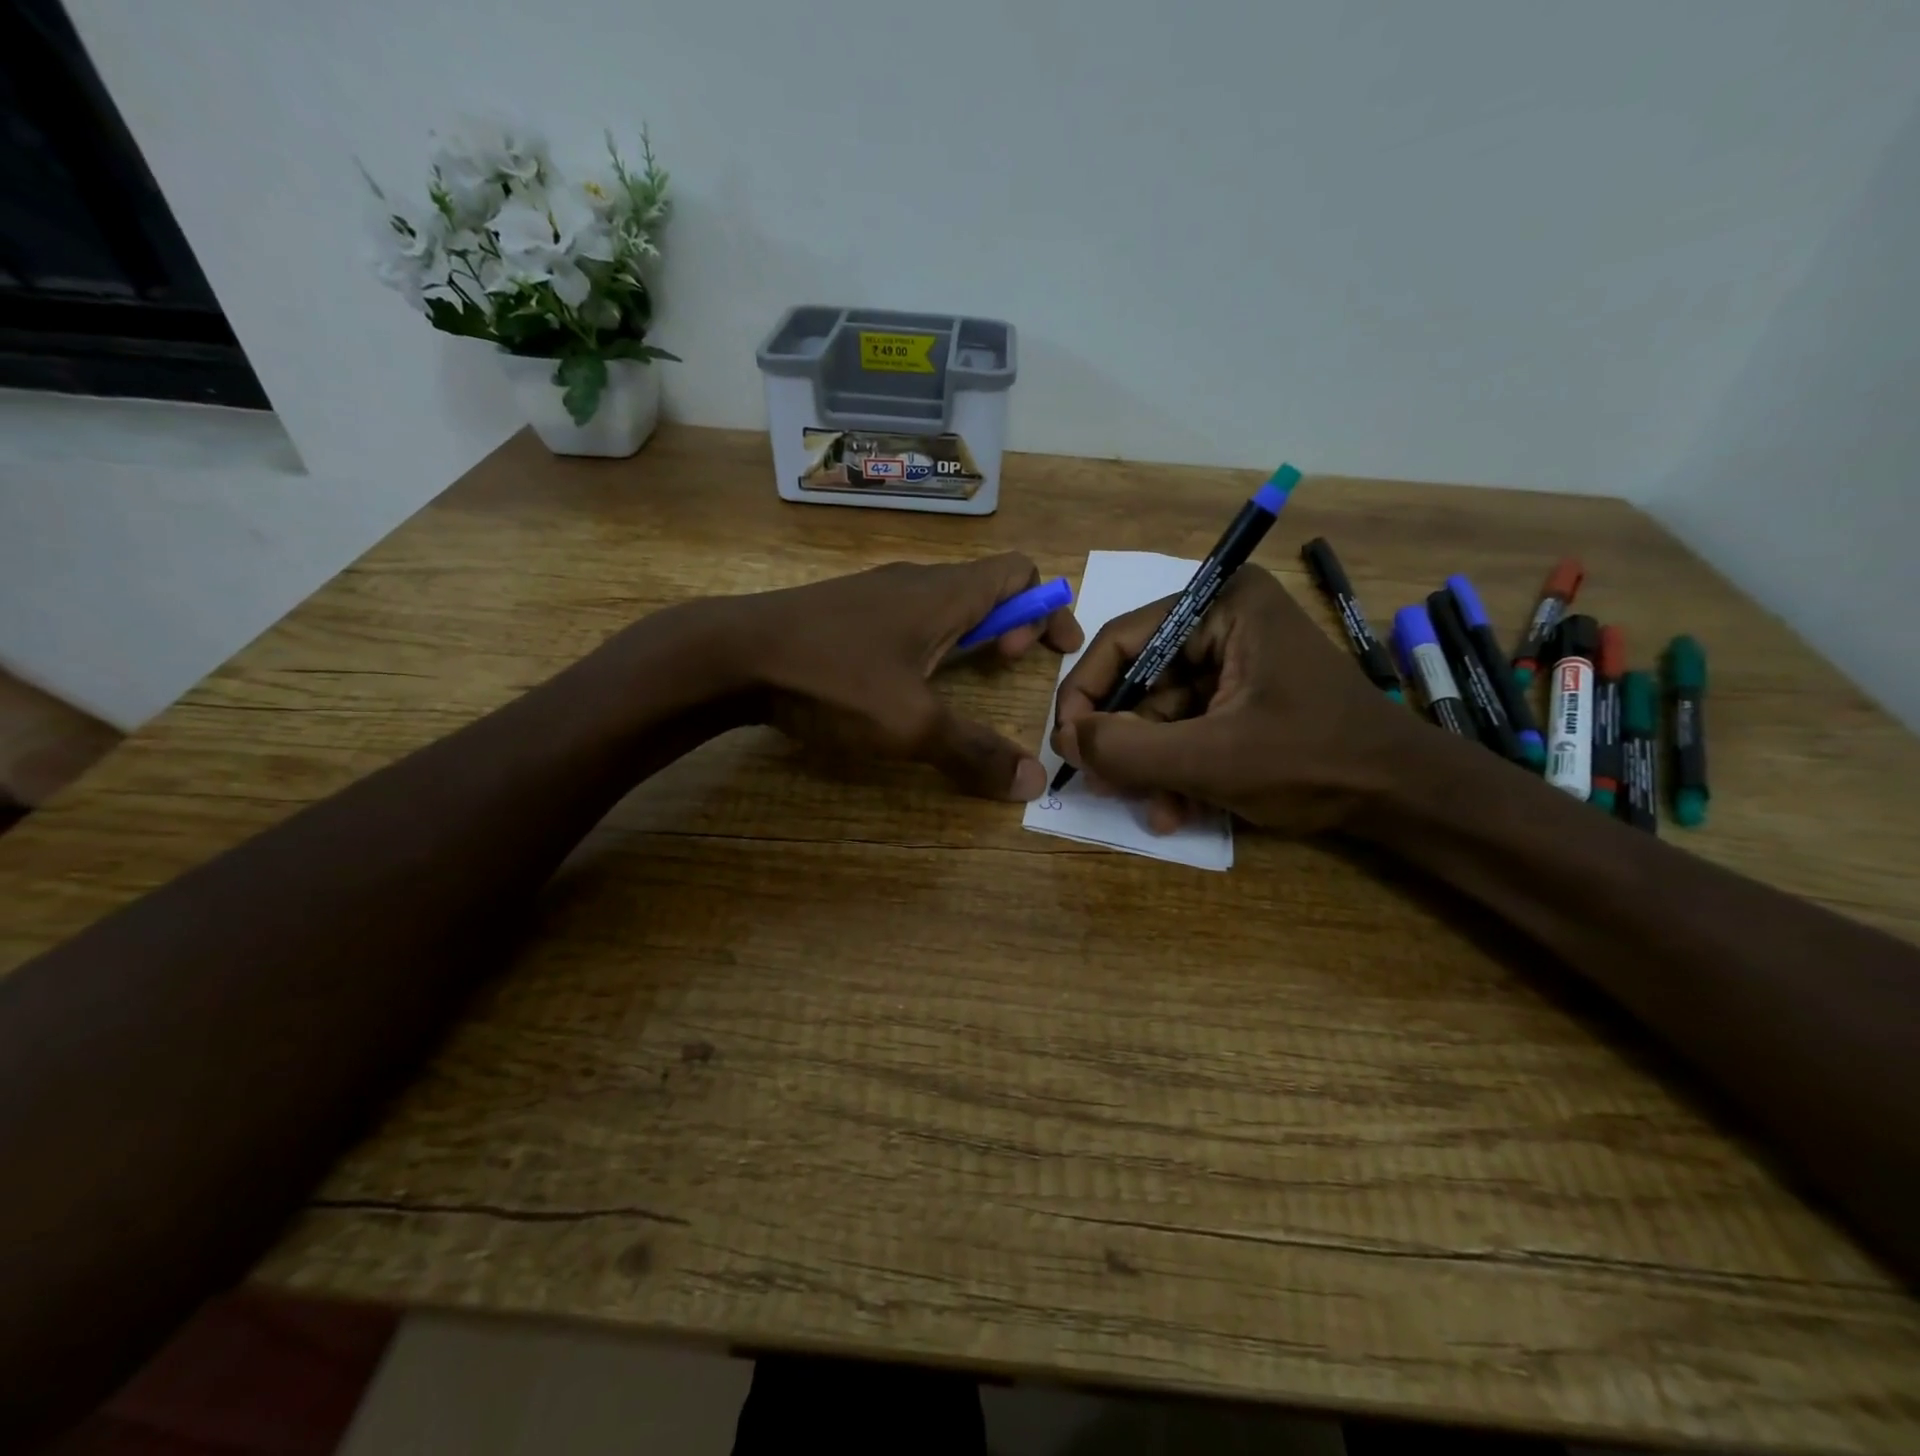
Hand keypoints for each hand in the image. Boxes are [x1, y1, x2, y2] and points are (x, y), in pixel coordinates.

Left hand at [729, 555, 1083, 799]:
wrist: (730, 654)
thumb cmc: (832, 677)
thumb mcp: (911, 724)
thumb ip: (974, 752)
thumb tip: (1032, 783)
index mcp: (945, 594)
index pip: (1018, 572)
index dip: (1047, 607)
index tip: (1054, 652)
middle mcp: (915, 581)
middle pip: (985, 585)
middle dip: (1012, 624)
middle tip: (1006, 668)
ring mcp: (875, 592)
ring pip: (944, 602)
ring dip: (970, 634)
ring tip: (963, 678)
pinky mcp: (844, 611)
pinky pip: (909, 615)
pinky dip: (931, 640)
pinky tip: (905, 678)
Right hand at [1050, 566, 1417, 832]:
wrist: (1405, 797)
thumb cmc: (1314, 761)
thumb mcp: (1211, 759)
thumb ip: (1127, 750)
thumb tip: (1063, 740)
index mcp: (1221, 605)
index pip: (1123, 640)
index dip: (1085, 695)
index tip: (1066, 746)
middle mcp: (1224, 621)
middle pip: (1141, 680)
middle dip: (1125, 741)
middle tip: (1103, 786)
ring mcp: (1235, 660)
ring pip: (1162, 712)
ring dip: (1152, 766)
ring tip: (1154, 812)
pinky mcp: (1243, 695)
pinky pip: (1189, 727)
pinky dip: (1178, 768)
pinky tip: (1178, 811)